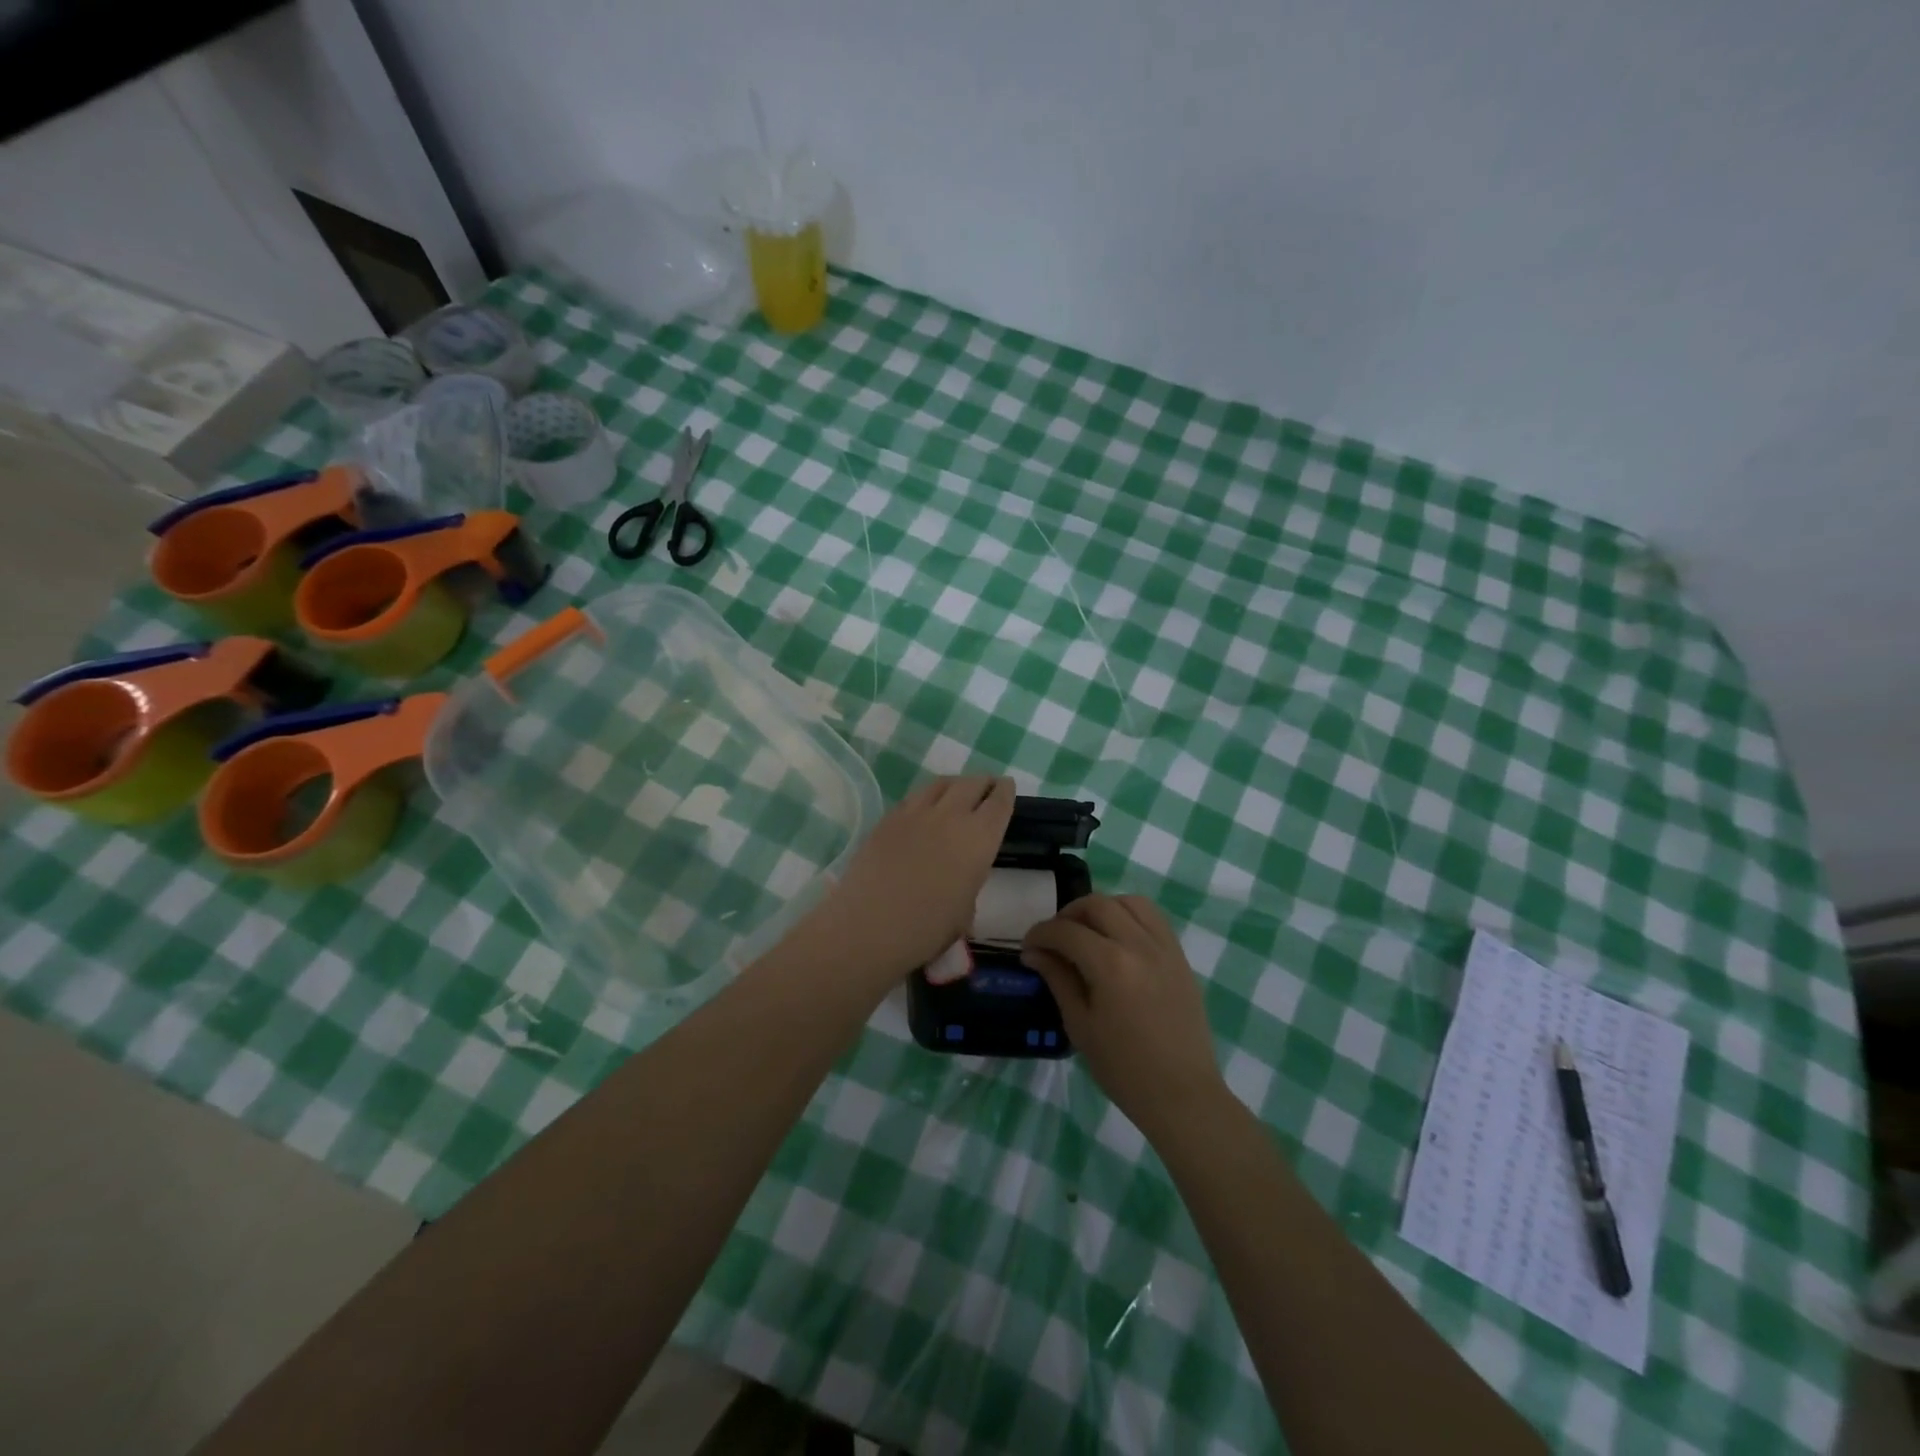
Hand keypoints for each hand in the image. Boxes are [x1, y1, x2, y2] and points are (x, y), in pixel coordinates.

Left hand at [801, 775, 1014, 991]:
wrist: (870, 926)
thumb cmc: (927, 929)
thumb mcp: (965, 911)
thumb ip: (969, 881)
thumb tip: (961, 873)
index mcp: (979, 839)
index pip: (999, 802)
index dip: (1005, 791)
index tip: (1007, 787)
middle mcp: (951, 816)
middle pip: (971, 784)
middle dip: (982, 783)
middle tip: (986, 787)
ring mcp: (916, 813)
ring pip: (941, 784)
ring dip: (954, 785)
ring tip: (956, 792)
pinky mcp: (888, 818)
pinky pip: (914, 797)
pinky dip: (926, 797)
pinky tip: (924, 809)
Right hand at [1022, 895, 1225, 1136]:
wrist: (1181, 1094)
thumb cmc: (1123, 1068)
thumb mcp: (1080, 1025)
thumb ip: (1058, 979)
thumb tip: (1034, 952)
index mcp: (1110, 964)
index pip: (1066, 931)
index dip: (1040, 934)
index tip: (1028, 947)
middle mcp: (1139, 944)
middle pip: (1097, 904)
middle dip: (1068, 914)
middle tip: (1054, 938)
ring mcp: (1164, 947)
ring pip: (1129, 902)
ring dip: (1102, 908)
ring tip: (1088, 931)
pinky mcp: (1179, 956)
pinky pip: (1153, 918)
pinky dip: (1130, 916)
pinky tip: (1118, 938)